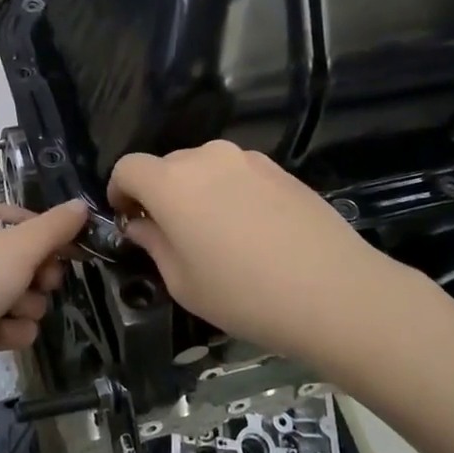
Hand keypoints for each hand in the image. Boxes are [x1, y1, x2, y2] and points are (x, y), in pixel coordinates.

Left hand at [0, 200, 87, 394]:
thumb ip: (55, 227)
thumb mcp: (19, 247)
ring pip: (20, 294)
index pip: (24, 219)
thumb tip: (82, 205)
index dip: (51, 236)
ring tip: (10, 314)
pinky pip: (7, 322)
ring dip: (25, 307)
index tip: (75, 253)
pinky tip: (0, 335)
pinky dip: (10, 330)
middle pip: (25, 259)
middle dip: (38, 277)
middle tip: (41, 284)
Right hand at [108, 141, 412, 364]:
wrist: (334, 292)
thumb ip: (153, 243)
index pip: (128, 168)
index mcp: (171, 183)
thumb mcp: (182, 281)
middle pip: (166, 166)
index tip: (129, 220)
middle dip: (160, 194)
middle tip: (173, 235)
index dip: (120, 192)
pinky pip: (238, 174)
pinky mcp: (280, 169)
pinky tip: (253, 232)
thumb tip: (140, 224)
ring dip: (197, 191)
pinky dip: (230, 193)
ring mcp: (247, 159)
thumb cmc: (244, 294)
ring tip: (217, 235)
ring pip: (204, 168)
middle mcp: (205, 158)